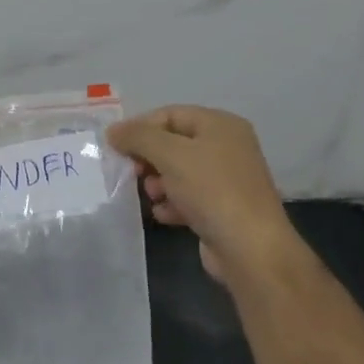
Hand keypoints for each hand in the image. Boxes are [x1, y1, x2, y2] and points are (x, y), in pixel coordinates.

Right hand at [107, 106, 303, 291]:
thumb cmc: (211, 190)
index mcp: (220, 125)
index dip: (140, 127)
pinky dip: (172, 203)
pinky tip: (164, 214)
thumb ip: (138, 137)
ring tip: (153, 197)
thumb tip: (113, 131)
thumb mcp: (170, 154)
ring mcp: (226, 179)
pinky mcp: (223, 208)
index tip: (116, 147)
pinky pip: (188, 197)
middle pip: (173, 143)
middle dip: (149, 158)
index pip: (170, 114)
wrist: (250, 249)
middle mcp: (227, 147)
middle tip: (133, 173)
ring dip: (158, 183)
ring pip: (178, 172)